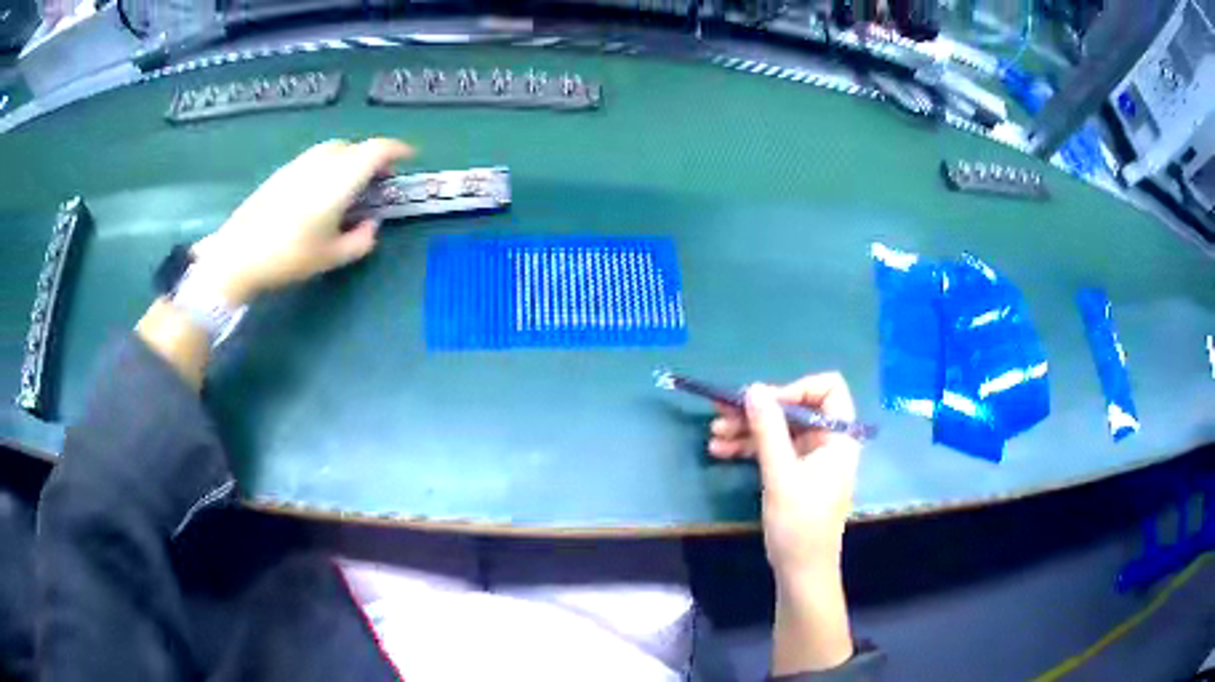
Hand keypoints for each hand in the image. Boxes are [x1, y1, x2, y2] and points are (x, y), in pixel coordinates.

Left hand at [192, 138, 412, 303]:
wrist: (237, 255)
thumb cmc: (289, 257)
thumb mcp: (331, 257)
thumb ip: (361, 241)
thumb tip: (371, 225)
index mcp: (340, 179)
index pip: (376, 150)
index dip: (397, 150)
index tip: (409, 158)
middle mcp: (322, 163)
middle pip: (355, 147)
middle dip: (372, 158)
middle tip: (377, 180)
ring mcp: (299, 164)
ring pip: (333, 150)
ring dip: (349, 160)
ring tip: (350, 186)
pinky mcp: (282, 173)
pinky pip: (314, 159)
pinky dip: (328, 166)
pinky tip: (320, 192)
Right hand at [709, 373, 860, 672]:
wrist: (801, 571)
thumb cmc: (799, 524)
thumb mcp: (781, 475)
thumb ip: (768, 430)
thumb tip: (754, 389)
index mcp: (838, 436)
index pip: (828, 389)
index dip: (796, 389)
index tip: (765, 403)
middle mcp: (827, 442)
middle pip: (795, 410)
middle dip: (759, 411)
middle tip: (722, 411)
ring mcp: (811, 459)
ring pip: (780, 430)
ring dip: (748, 430)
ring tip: (714, 433)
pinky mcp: (796, 474)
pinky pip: (774, 450)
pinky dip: (750, 448)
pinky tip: (720, 450)